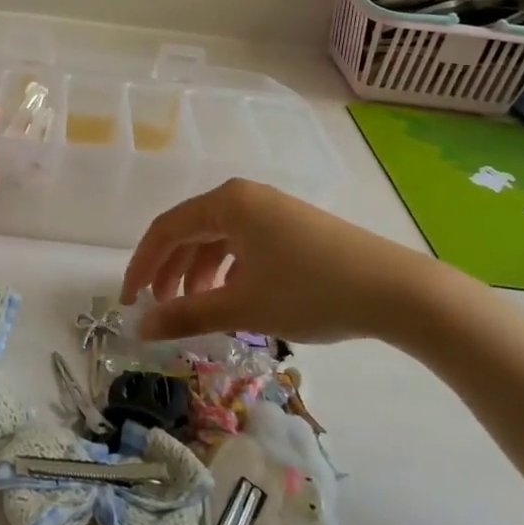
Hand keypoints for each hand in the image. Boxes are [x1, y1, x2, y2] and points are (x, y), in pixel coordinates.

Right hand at [121, 178, 461, 347]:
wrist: (395, 290)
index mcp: (227, 203)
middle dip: (169, 271)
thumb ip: (186, 315)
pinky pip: (242, 243)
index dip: (141, 266)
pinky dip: (227, 271)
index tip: (128, 302)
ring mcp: (271, 210)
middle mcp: (245, 197)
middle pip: (190, 231)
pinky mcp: (291, 226)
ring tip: (195, 310)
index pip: (166, 229)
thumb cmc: (311, 291)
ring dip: (198, 274)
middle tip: (159, 310)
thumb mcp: (243, 306)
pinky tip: (232, 297)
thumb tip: (140, 328)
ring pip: (217, 239)